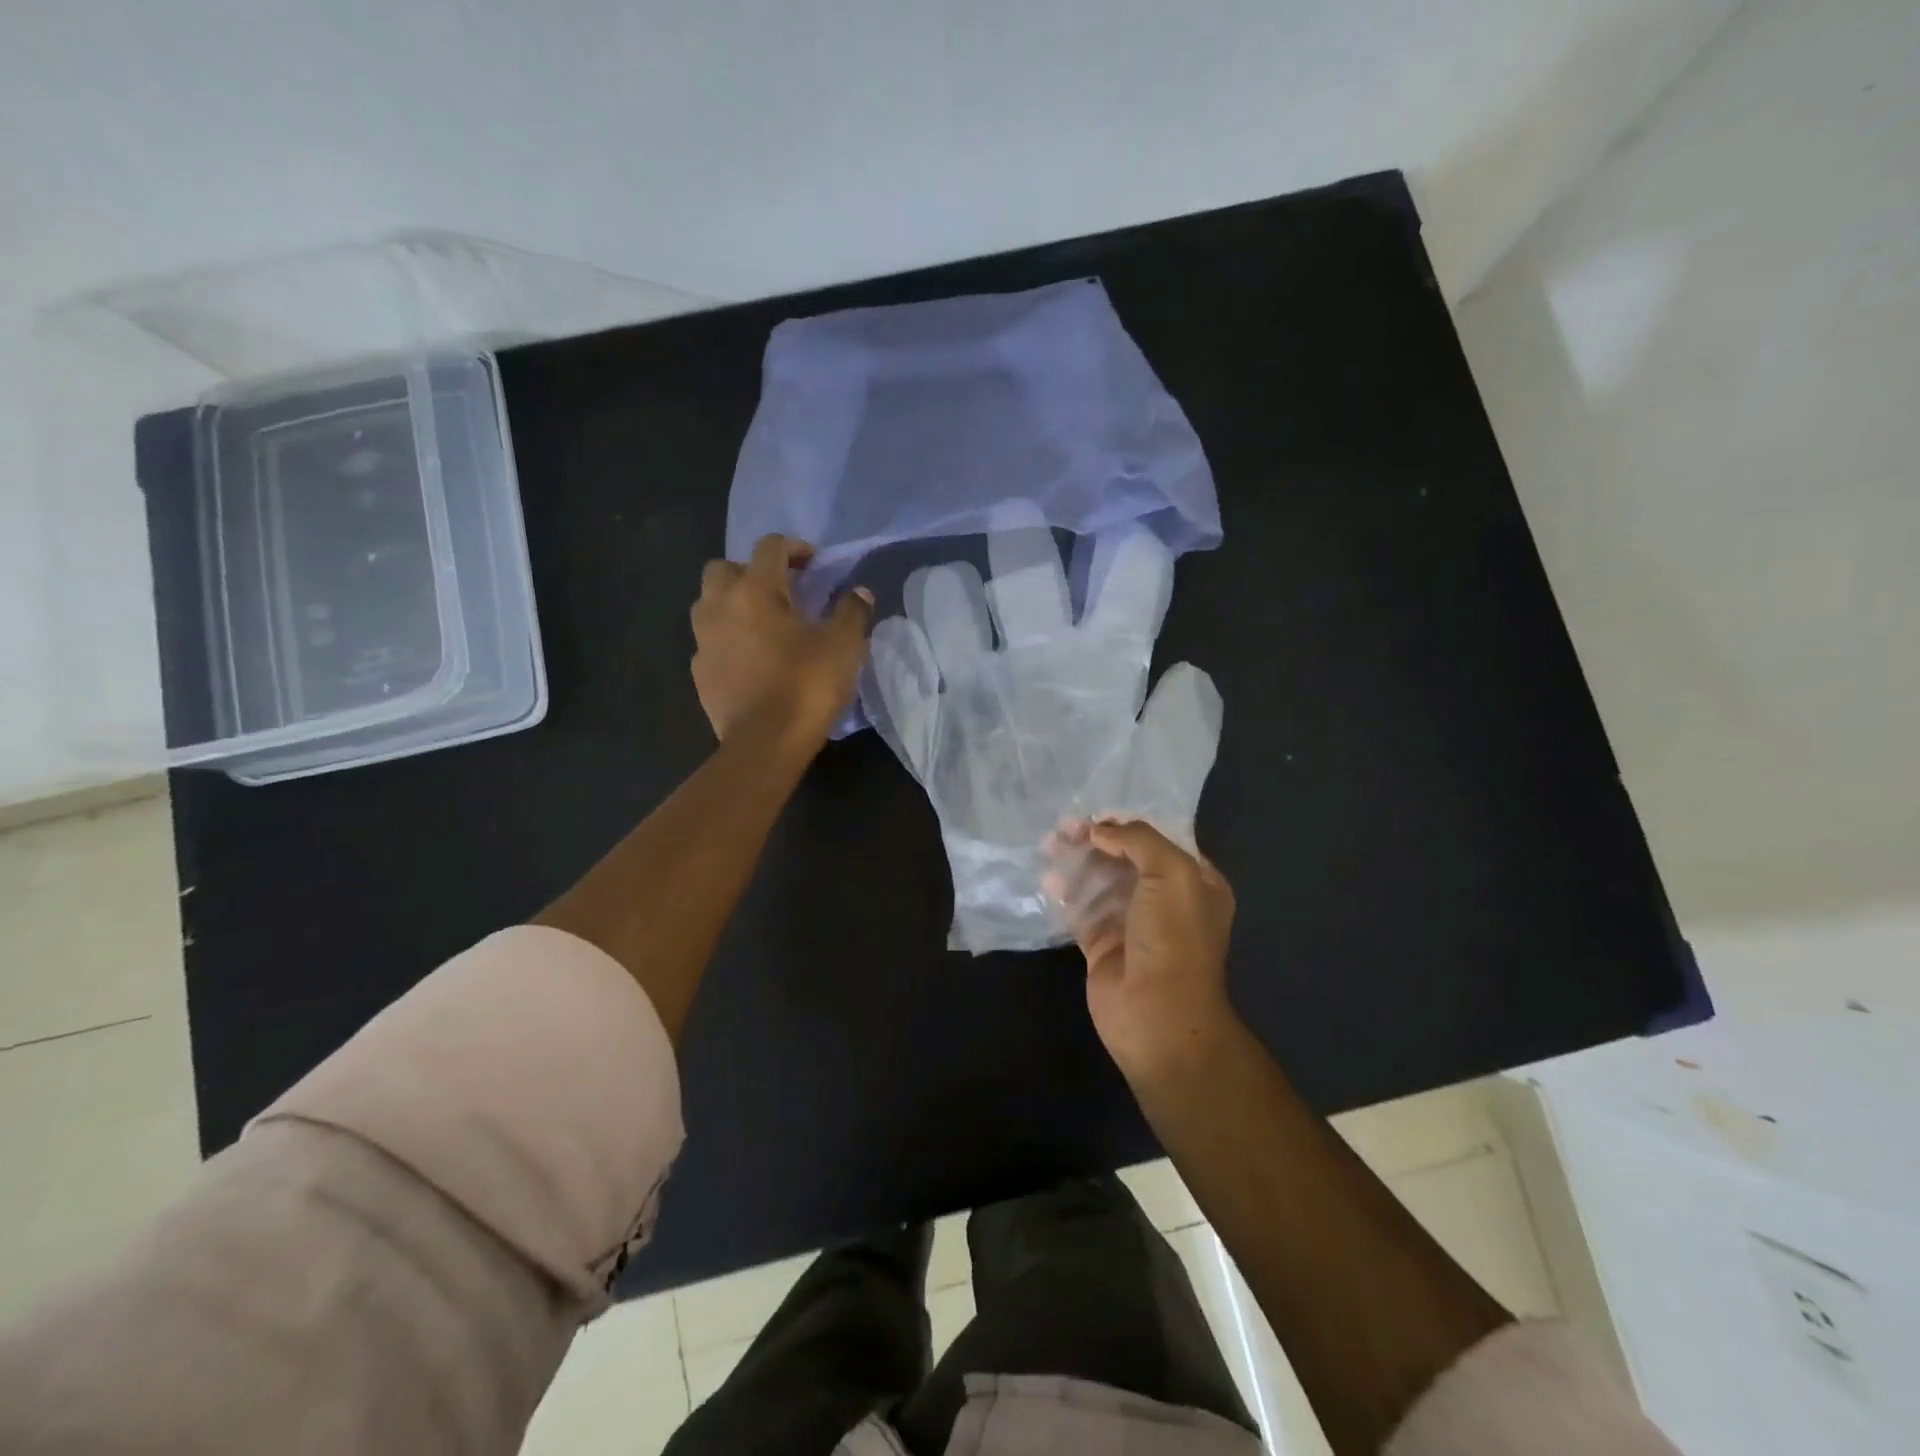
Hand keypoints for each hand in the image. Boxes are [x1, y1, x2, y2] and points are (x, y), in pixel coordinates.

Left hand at [691, 535, 873, 745]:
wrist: (764, 744)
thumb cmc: (806, 687)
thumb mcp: (843, 646)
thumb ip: (852, 612)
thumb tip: (859, 592)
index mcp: (754, 591)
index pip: (770, 547)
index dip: (794, 547)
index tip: (814, 563)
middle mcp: (720, 606)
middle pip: (725, 568)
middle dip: (751, 571)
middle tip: (781, 591)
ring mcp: (703, 640)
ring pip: (709, 603)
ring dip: (733, 602)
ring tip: (762, 623)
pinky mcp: (699, 672)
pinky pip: (710, 640)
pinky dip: (727, 638)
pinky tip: (750, 658)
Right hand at [1044, 817, 1238, 1086]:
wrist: (1158, 1014)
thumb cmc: (1174, 937)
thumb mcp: (1172, 873)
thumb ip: (1137, 840)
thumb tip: (1099, 830)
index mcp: (1195, 882)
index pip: (1159, 841)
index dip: (1127, 824)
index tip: (1095, 814)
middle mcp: (1165, 900)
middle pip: (1124, 859)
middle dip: (1095, 840)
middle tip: (1063, 827)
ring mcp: (1131, 923)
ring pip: (1099, 881)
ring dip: (1076, 862)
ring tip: (1049, 845)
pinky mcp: (1102, 944)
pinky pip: (1080, 910)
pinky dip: (1064, 892)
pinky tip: (1048, 880)